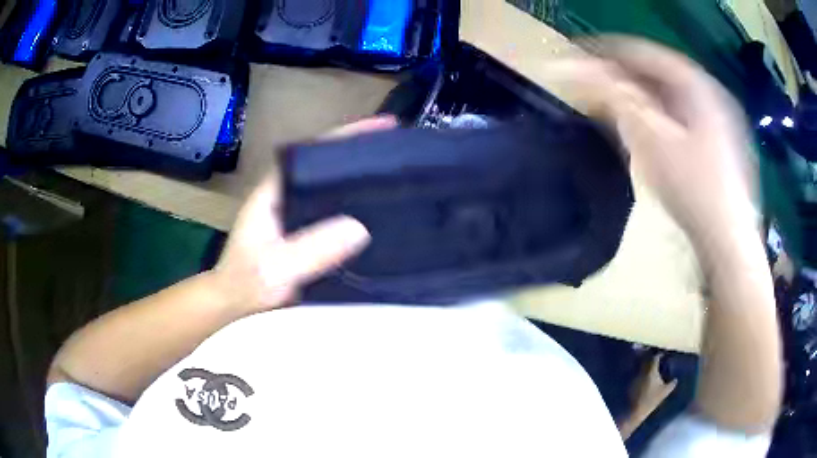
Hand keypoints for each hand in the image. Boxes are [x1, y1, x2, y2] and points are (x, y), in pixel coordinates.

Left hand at [211, 116, 397, 314]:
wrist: (237, 305)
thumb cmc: (247, 284)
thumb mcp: (275, 269)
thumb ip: (310, 250)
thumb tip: (360, 227)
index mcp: (276, 190)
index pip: (314, 152)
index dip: (348, 136)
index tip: (385, 127)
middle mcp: (289, 195)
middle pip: (328, 165)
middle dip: (362, 154)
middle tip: (401, 153)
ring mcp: (299, 215)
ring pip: (334, 189)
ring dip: (362, 181)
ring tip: (399, 178)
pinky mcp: (308, 234)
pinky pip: (338, 214)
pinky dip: (359, 209)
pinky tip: (382, 216)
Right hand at [542, 38, 757, 245]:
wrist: (729, 244)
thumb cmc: (694, 190)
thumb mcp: (650, 140)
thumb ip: (614, 98)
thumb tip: (574, 68)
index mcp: (697, 84)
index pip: (643, 52)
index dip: (607, 51)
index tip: (577, 57)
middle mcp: (711, 92)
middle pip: (659, 71)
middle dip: (624, 76)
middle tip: (595, 86)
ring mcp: (720, 118)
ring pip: (671, 94)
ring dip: (641, 96)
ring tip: (617, 107)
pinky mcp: (721, 141)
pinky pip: (682, 114)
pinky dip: (660, 115)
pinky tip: (649, 131)